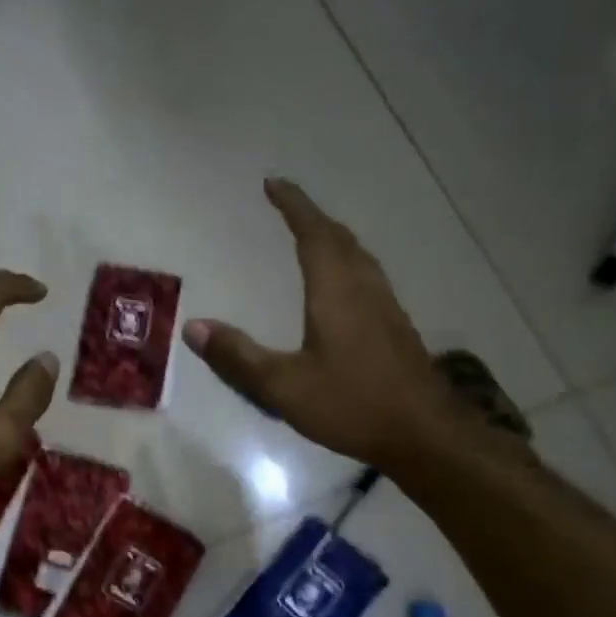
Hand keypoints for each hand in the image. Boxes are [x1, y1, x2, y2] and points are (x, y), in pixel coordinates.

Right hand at [182, 179, 484, 472]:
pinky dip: (347, 261)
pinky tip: (342, 284)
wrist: (422, 433)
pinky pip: (368, 275)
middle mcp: (364, 288)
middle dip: (311, 217)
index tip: (273, 183)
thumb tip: (193, 327)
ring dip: (333, 237)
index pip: (313, 234)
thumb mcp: (283, 387)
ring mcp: (385, 306)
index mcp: (335, 292)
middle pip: (339, 238)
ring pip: (358, 255)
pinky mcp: (396, 326)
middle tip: (287, 206)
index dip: (293, 206)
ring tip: (311, 235)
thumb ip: (238, 357)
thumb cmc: (351, 405)